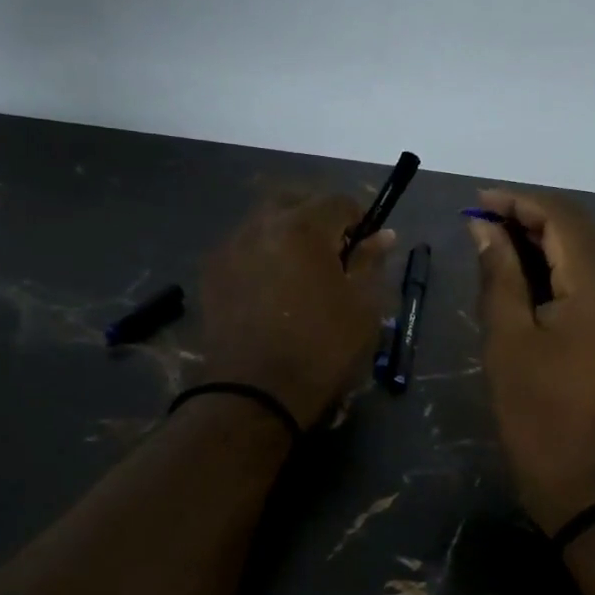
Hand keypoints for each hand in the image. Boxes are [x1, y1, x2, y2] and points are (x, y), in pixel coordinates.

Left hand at [197, 194, 394, 427]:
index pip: (339, 201)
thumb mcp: (362, 306)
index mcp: (303, 227)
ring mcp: (230, 247)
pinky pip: (243, 246)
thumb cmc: (321, 348)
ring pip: (265, 221)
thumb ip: (371, 262)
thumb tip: (383, 235)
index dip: (360, 220)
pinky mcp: (211, 273)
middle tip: (334, 253)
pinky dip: (262, 254)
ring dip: (287, 233)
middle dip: (318, 218)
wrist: (254, 394)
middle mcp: (261, 225)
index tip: (367, 246)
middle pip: (295, 201)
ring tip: (301, 271)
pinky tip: (272, 287)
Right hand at [468, 189, 594, 533]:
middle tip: (487, 225)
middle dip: (536, 217)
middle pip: (587, 228)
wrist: (594, 487)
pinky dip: (574, 265)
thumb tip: (485, 228)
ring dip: (555, 240)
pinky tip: (540, 275)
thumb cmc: (539, 417)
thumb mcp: (507, 342)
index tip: (478, 202)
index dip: (519, 202)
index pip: (564, 218)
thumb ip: (499, 275)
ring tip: (506, 245)